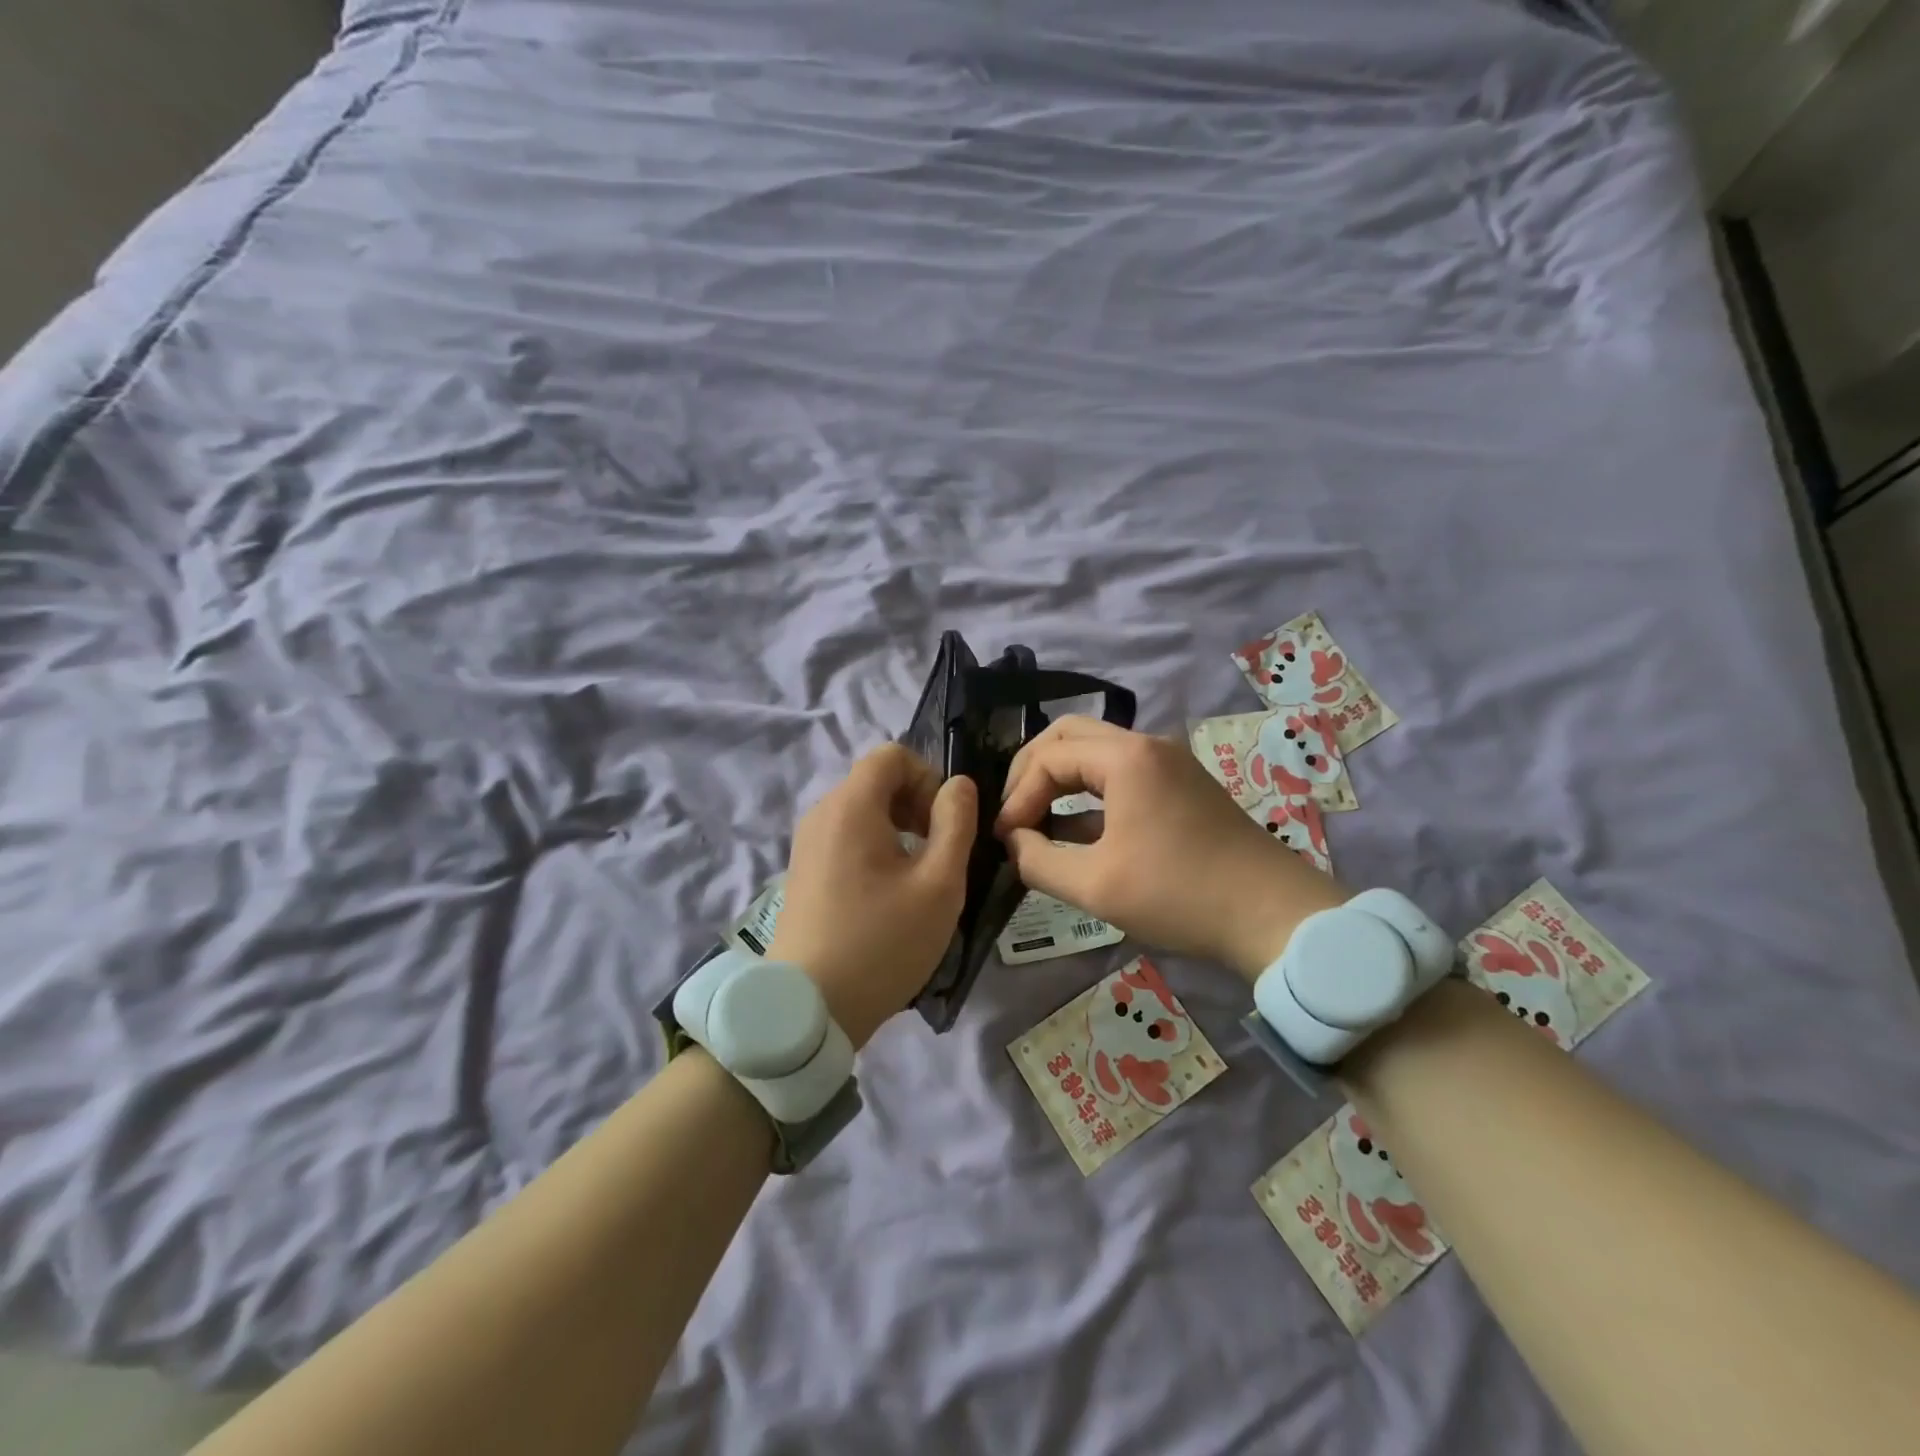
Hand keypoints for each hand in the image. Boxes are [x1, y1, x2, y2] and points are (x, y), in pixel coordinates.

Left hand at [768, 745, 976, 1049]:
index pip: (892, 755)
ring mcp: (806, 844)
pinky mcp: (802, 872)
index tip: (945, 823)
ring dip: (898, 827)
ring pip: (861, 810)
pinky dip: (874, 847)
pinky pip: (845, 837)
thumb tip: (958, 785)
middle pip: (875, 780)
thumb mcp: (939, 884)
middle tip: (938, 851)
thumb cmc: (882, 943)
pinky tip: (887, 894)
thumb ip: (956, 823)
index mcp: (851, 806)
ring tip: (917, 876)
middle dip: (915, 803)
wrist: (808, 1009)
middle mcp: (821, 814)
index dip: (928, 777)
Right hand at [994, 717, 1348, 980]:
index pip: (1048, 758)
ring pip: (1096, 751)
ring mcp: (1169, 762)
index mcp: (1126, 758)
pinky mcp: (1182, 785)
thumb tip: (1013, 843)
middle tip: (1013, 811)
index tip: (1004, 838)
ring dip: (1060, 778)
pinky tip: (1074, 831)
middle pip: (1070, 735)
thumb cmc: (1180, 894)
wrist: (1273, 915)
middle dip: (1032, 770)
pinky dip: (1089, 792)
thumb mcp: (1096, 886)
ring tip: (1035, 819)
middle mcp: (1147, 745)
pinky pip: (1121, 773)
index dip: (1017, 796)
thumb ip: (1037, 861)